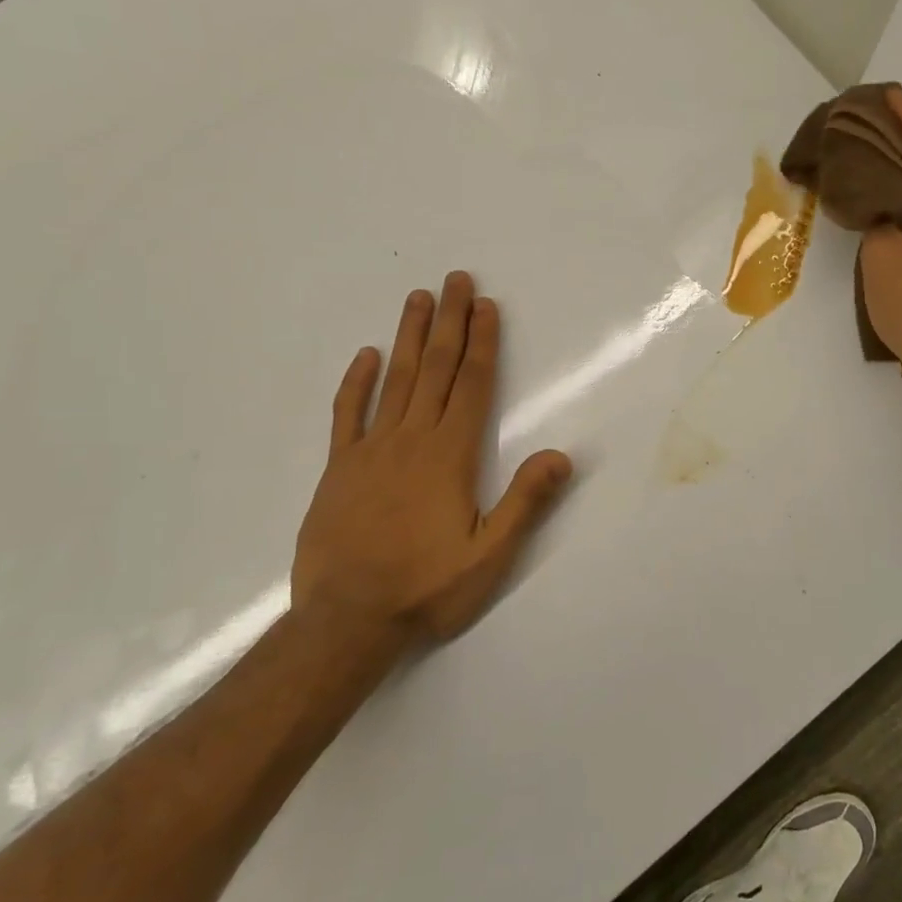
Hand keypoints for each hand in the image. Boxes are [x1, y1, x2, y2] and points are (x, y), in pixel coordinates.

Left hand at [292, 272, 571, 645]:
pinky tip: (366, 355)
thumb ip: (525, 502)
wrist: (345, 622)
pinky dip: (357, 382)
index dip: (482, 342)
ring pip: (394, 380)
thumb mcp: (489, 556)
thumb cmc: (425, 588)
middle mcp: (411, 439)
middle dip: (449, 321)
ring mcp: (371, 450)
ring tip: (418, 297)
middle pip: (435, 368)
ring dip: (409, 336)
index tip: (486, 305)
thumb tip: (562, 454)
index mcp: (450, 455)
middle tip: (456, 279)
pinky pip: (347, 414)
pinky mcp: (339, 468)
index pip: (471, 385)